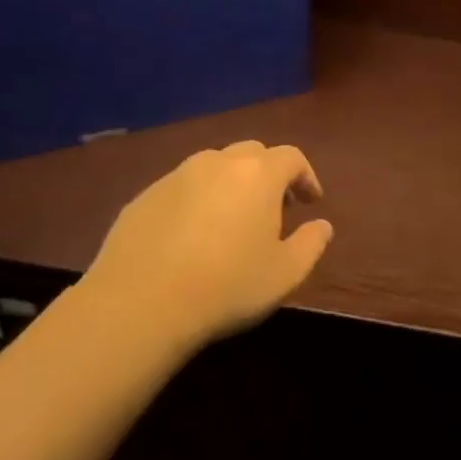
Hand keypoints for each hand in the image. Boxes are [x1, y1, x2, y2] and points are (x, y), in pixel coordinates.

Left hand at [79, 140, 331, 352]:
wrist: (138, 305)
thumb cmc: (226, 286)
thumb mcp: (286, 273)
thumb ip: (312, 244)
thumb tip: (322, 226)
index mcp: (258, 174)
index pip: (292, 157)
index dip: (306, 176)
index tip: (311, 202)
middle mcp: (217, 163)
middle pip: (252, 153)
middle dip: (269, 174)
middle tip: (274, 207)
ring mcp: (175, 177)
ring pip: (213, 167)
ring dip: (231, 184)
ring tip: (232, 220)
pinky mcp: (142, 198)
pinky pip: (180, 188)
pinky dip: (196, 201)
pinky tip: (191, 236)